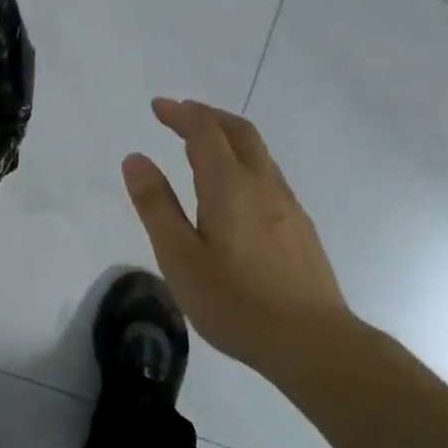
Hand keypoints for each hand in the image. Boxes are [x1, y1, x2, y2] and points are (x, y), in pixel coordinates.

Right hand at [122, 98, 351, 376]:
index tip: (158, 106)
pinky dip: (244, 160)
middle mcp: (263, 184)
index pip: (204, 131)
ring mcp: (288, 204)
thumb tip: (135, 159)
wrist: (312, 341)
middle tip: (180, 113)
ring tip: (204, 143)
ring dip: (229, 135)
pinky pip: (269, 174)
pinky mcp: (300, 227)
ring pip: (259, 152)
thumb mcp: (179, 257)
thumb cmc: (235, 302)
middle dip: (208, 115)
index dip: (180, 113)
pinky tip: (235, 187)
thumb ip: (156, 206)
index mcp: (229, 186)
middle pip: (239, 131)